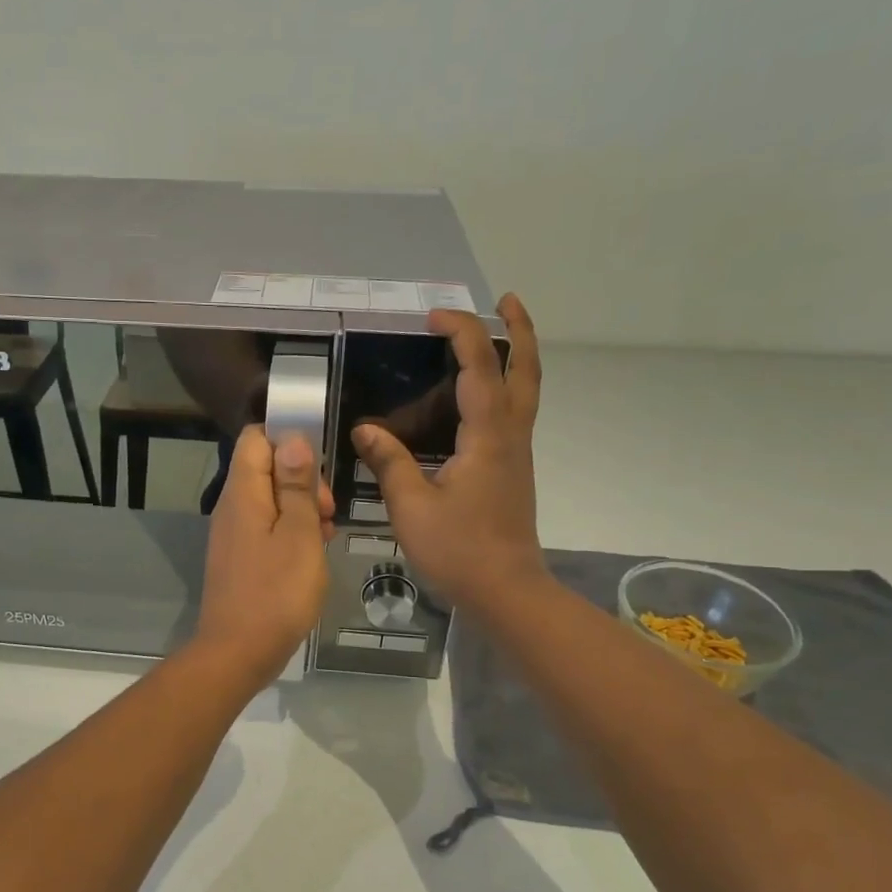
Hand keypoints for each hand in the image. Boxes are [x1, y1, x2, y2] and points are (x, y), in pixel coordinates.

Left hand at [193, 427, 335, 683]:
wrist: (238, 653)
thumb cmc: (276, 592)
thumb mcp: (300, 534)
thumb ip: (296, 486)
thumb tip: (293, 439)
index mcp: (243, 492)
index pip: (256, 437)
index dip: (288, 438)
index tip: (320, 462)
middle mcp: (231, 507)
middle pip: (266, 468)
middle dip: (302, 478)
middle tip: (329, 510)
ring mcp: (232, 534)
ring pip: (270, 500)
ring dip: (301, 508)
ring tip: (327, 535)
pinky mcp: (238, 557)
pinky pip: (266, 528)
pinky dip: (291, 532)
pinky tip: (312, 555)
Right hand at [353, 294, 544, 617]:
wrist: (506, 590)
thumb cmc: (459, 550)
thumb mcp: (411, 507)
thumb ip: (389, 462)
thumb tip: (364, 430)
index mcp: (487, 436)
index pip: (480, 367)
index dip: (462, 334)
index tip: (434, 317)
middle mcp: (511, 435)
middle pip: (526, 369)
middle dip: (520, 330)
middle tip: (507, 300)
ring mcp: (517, 453)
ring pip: (526, 390)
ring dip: (517, 355)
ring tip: (495, 334)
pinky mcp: (513, 470)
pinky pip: (514, 412)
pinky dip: (504, 386)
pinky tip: (477, 396)